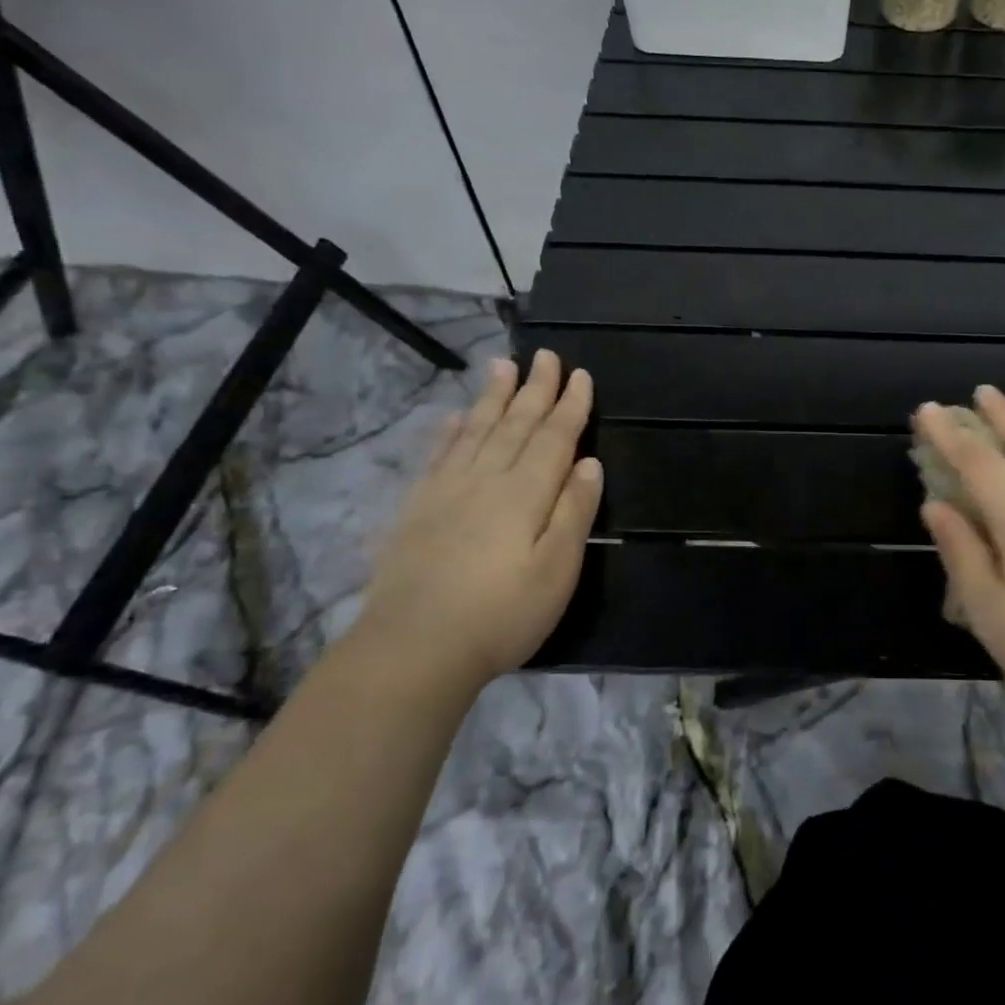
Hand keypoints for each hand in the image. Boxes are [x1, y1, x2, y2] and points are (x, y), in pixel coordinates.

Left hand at [351, 350, 601, 687]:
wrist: (414, 649)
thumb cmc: (501, 615)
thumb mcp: (557, 571)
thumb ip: (574, 513)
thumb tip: (590, 464)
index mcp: (525, 494)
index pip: (554, 438)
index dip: (570, 406)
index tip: (581, 375)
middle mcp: (486, 480)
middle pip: (515, 425)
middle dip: (534, 389)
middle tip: (544, 355)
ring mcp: (447, 492)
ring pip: (477, 432)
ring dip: (493, 398)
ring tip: (502, 366)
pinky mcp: (418, 510)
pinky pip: (439, 457)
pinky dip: (452, 432)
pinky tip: (458, 417)